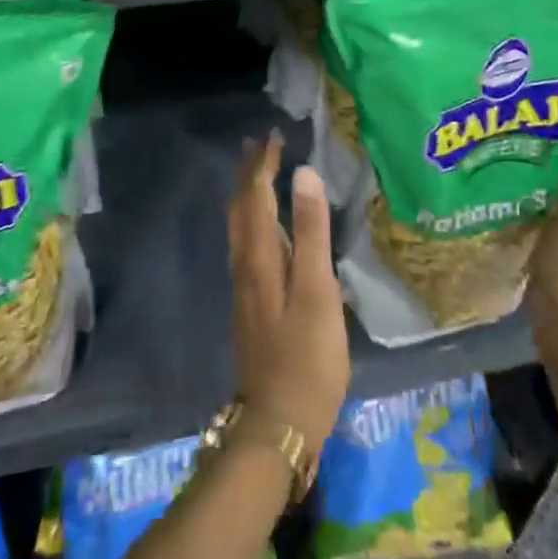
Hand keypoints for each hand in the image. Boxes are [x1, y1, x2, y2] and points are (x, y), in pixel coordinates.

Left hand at [227, 132, 350, 448]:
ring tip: (259, 176)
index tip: (272, 136)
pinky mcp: (252, 304)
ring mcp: (246, 287)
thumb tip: (303, 173)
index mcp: (260, 256)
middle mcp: (245, 264)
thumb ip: (312, 232)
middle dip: (249, 174)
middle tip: (260, 145)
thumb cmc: (306, 356)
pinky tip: (266, 231)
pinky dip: (254, 221)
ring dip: (248, 195)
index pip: (256, 196)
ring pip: (240, 228)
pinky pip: (247, 245)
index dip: (263, 165)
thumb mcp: (317, 291)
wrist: (278, 422)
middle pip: (241, 208)